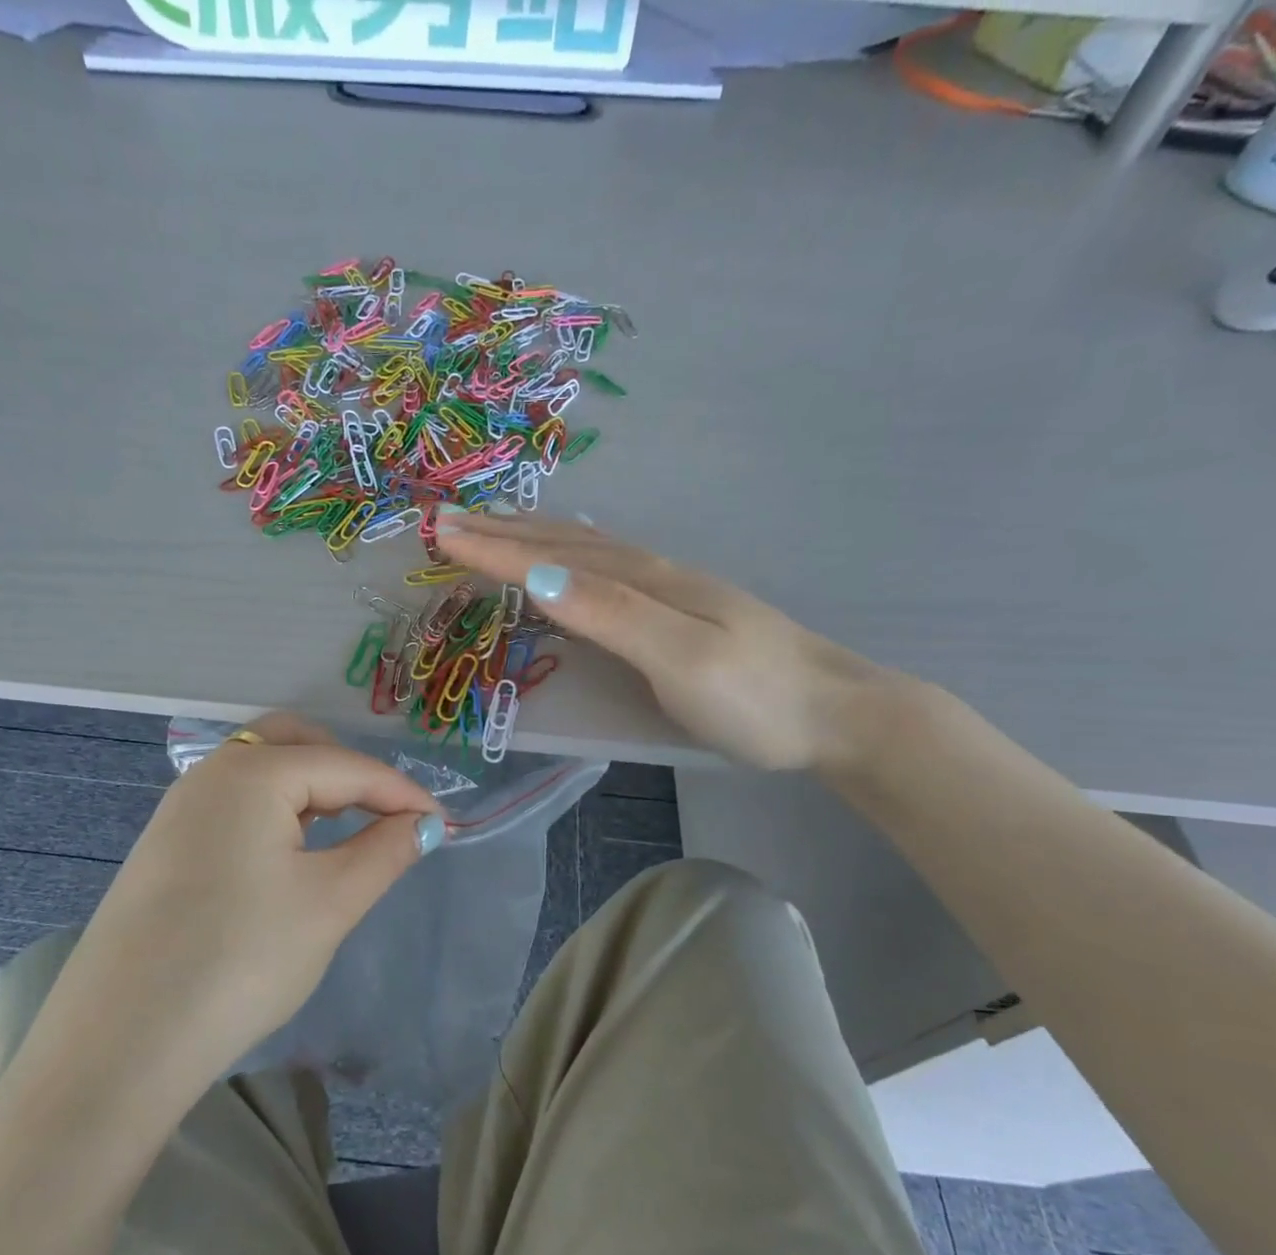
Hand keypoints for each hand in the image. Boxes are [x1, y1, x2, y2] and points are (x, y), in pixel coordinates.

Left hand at [62, 713, 442, 1092]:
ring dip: (311, 789)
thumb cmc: (241, 959)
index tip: (442, 824)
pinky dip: (275, 813)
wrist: (122, 1041)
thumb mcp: (330, 903)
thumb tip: (424, 825)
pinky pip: (234, 805)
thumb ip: (385, 851)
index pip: (346, 766)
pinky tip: (289, 855)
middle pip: (294, 743)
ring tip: (345, 832)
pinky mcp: (165, 846)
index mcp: (252, 772)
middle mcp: (209, 774)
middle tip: (385, 814)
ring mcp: (178, 809)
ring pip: (261, 773)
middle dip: (348, 770)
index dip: (401, 793)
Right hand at [438, 514, 889, 771]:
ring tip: (494, 529)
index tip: (439, 532)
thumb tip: (538, 577)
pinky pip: (606, 571)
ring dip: (534, 538)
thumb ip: (611, 616)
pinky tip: (569, 561)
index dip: (494, 546)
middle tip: (448, 520)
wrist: (836, 714)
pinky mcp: (678, 614)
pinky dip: (570, 558)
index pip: (553, 558)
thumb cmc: (754, 697)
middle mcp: (652, 575)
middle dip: (504, 531)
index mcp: (645, 582)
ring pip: (586, 553)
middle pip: (565, 543)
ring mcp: (669, 592)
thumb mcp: (679, 658)